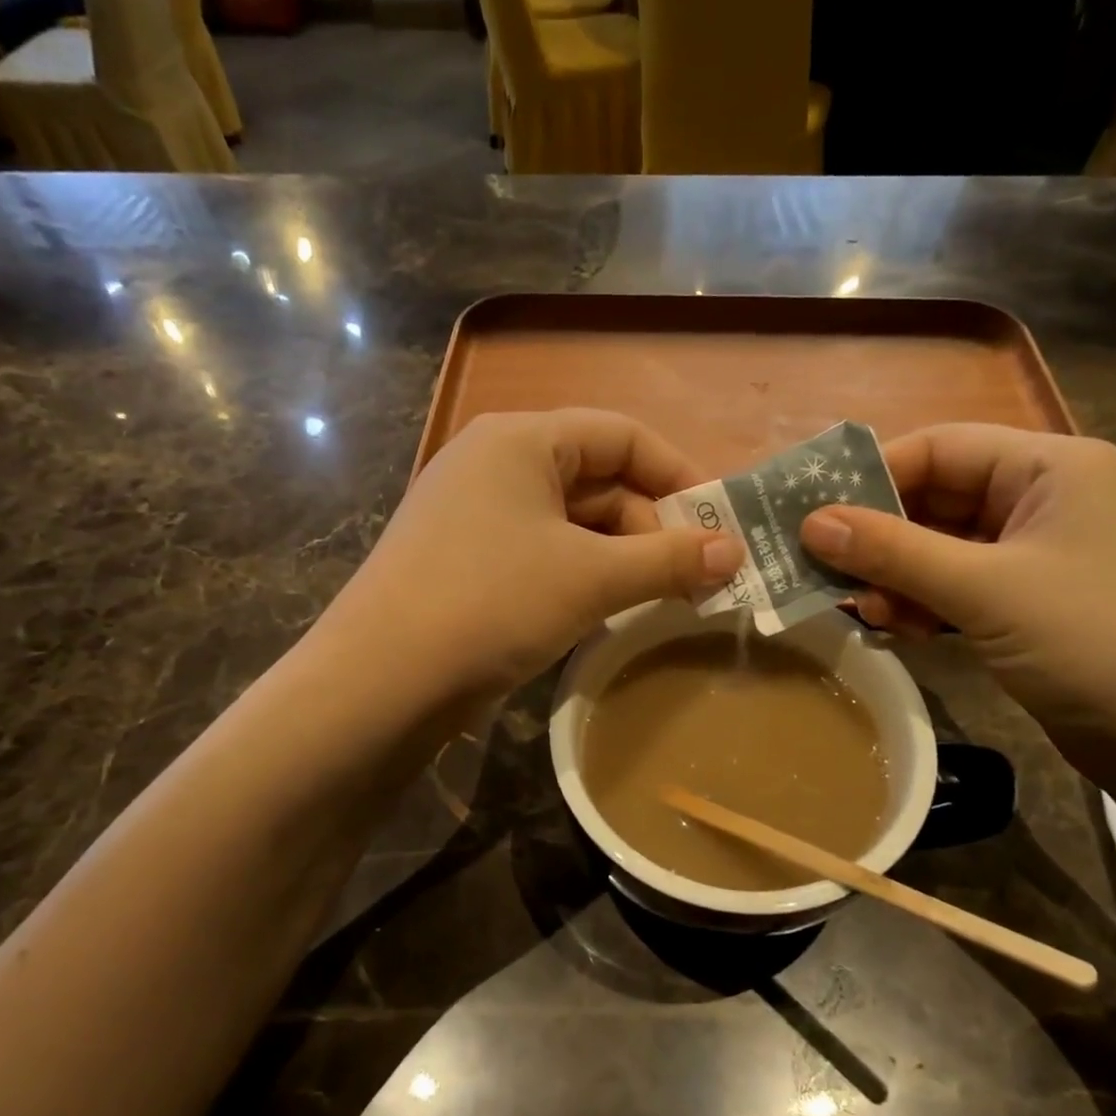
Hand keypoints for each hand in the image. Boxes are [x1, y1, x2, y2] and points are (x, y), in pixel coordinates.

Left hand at [334, 410, 743, 696]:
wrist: (380, 681)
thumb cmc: (492, 603)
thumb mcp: (591, 578)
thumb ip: (667, 559)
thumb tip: (735, 552)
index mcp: (521, 440)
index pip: (621, 435)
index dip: (679, 475)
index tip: (720, 524)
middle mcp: (495, 465)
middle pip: (598, 480)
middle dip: (652, 526)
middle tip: (699, 577)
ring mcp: (476, 516)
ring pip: (572, 523)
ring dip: (622, 556)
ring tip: (666, 597)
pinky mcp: (467, 561)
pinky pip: (543, 553)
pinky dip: (584, 575)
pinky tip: (611, 609)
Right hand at [799, 424, 1115, 779]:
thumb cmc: (1098, 644)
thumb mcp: (985, 591)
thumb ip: (893, 552)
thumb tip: (811, 523)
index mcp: (1055, 468)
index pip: (941, 447)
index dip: (873, 476)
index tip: (814, 514)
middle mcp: (1049, 500)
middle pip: (939, 499)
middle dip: (881, 537)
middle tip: (824, 569)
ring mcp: (1045, 556)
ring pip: (945, 549)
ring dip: (899, 577)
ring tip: (863, 610)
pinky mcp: (1036, 604)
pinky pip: (963, 587)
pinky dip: (925, 603)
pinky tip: (897, 628)